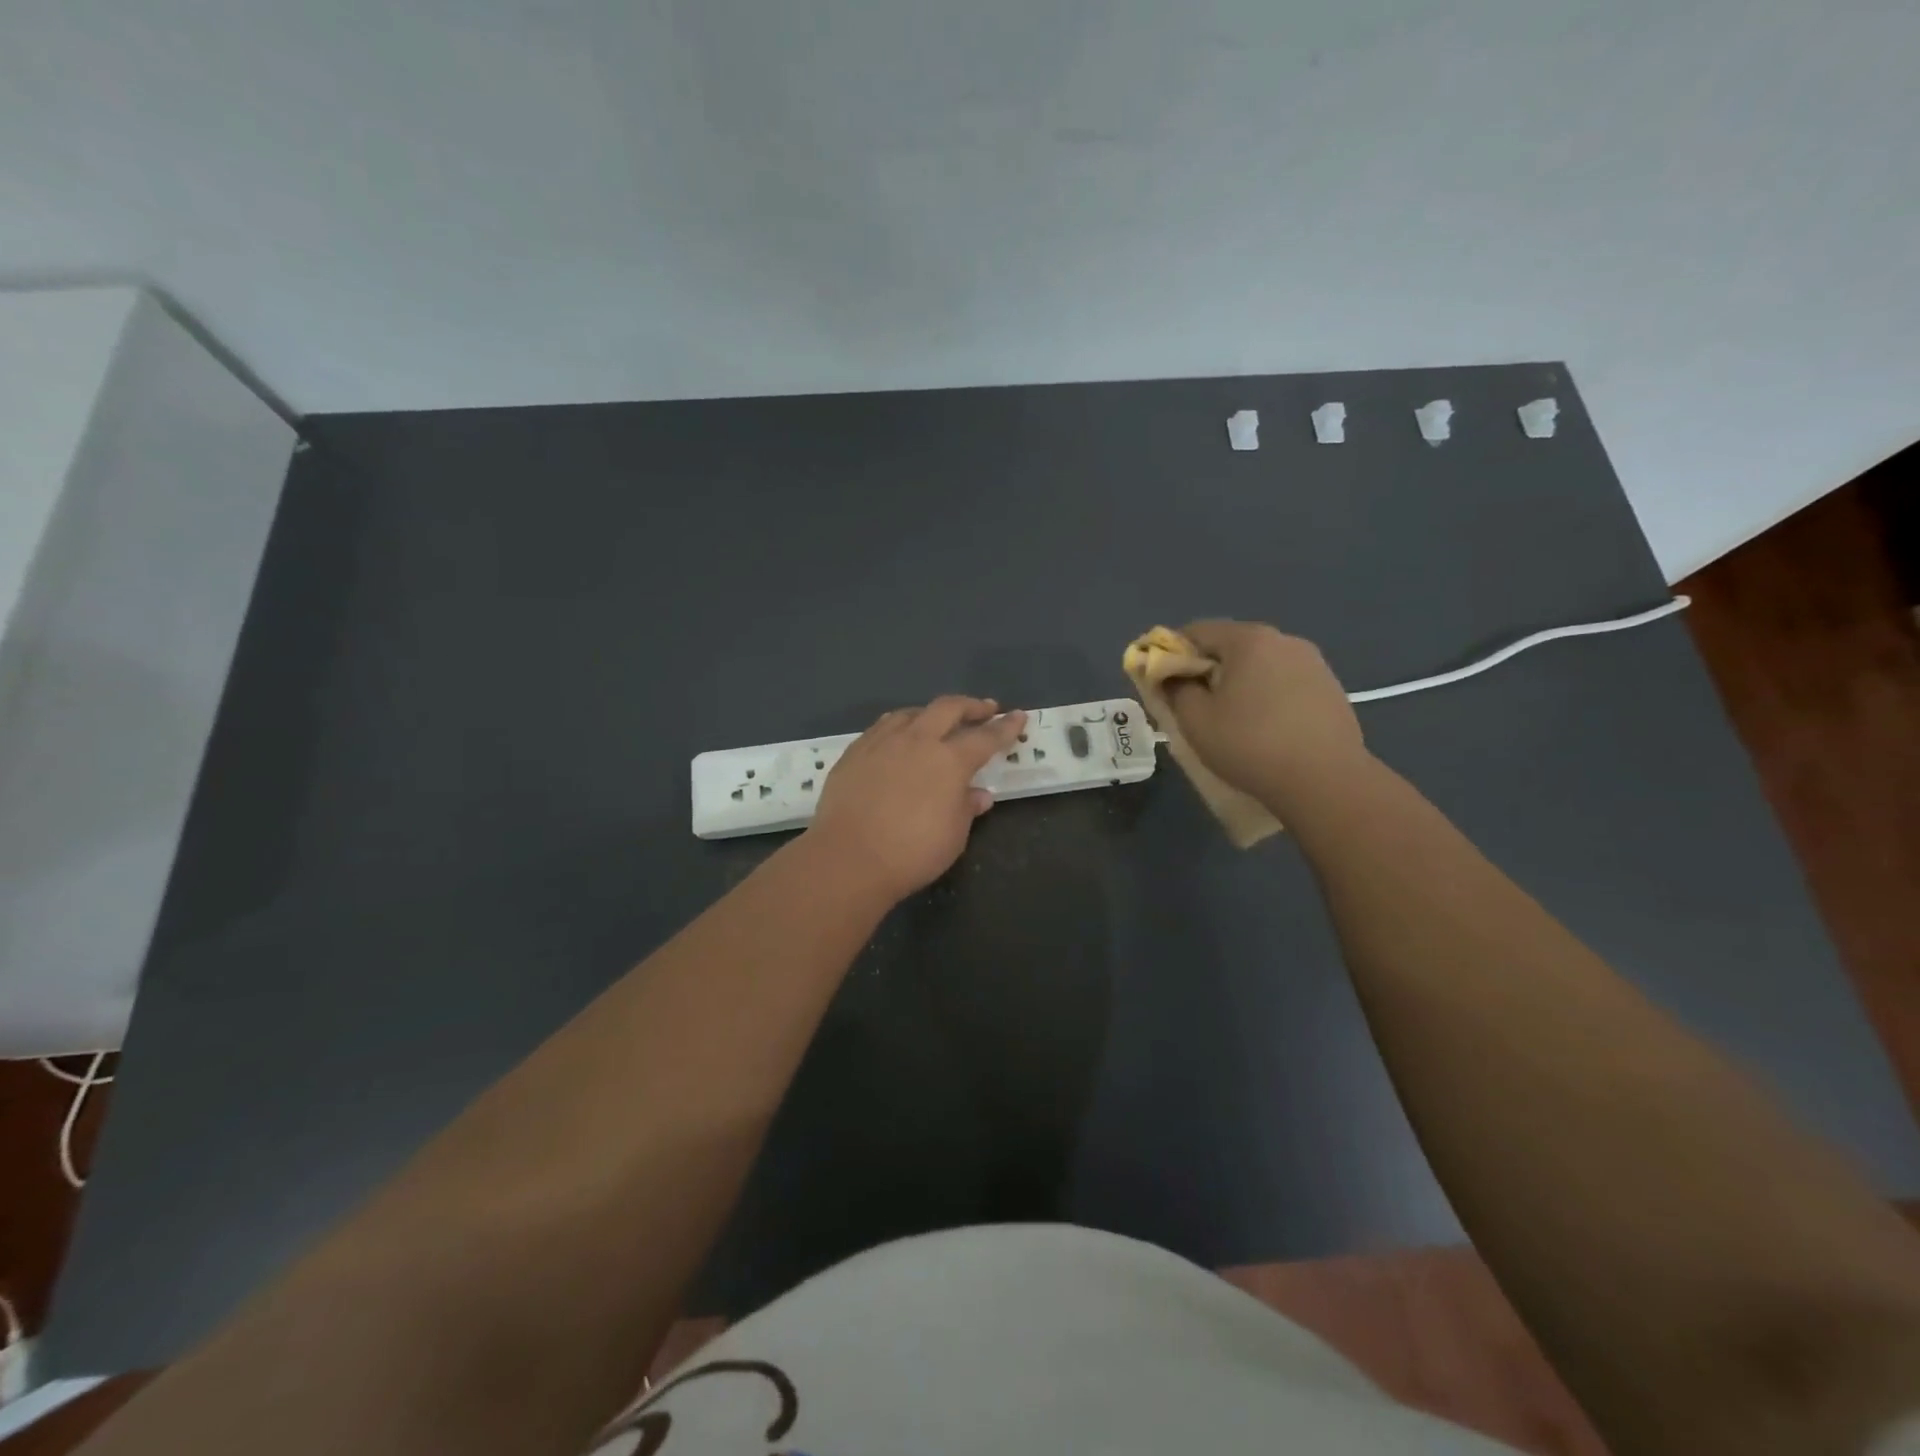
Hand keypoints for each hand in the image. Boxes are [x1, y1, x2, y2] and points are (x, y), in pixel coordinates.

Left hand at [806, 696, 1026, 901]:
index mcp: (949, 760)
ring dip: (932, 713)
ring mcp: (882, 742)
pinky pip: (883, 727)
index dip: (1005, 728)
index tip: (1019, 717)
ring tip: (938, 720)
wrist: (849, 858)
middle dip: (971, 706)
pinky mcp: (854, 752)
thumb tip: (978, 794)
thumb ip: (967, 808)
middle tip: (985, 709)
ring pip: (912, 713)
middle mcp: (917, 741)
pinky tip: (899, 736)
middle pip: (948, 709)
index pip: (986, 737)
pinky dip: (900, 725)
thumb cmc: (912, 852)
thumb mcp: (953, 836)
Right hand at [1161, 620, 1366, 802]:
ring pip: (1260, 664)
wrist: (1326, 781)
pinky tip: (1266, 728)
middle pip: (1231, 645)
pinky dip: (1268, 696)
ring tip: (1233, 720)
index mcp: (1248, 639)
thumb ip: (1175, 689)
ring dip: (1240, 683)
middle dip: (1207, 669)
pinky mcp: (1331, 688)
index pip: (1196, 631)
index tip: (1164, 683)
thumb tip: (1171, 675)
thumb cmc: (1250, 745)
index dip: (1172, 653)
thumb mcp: (1195, 720)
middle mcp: (1284, 640)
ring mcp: (1313, 663)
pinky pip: (1285, 682)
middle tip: (1195, 704)